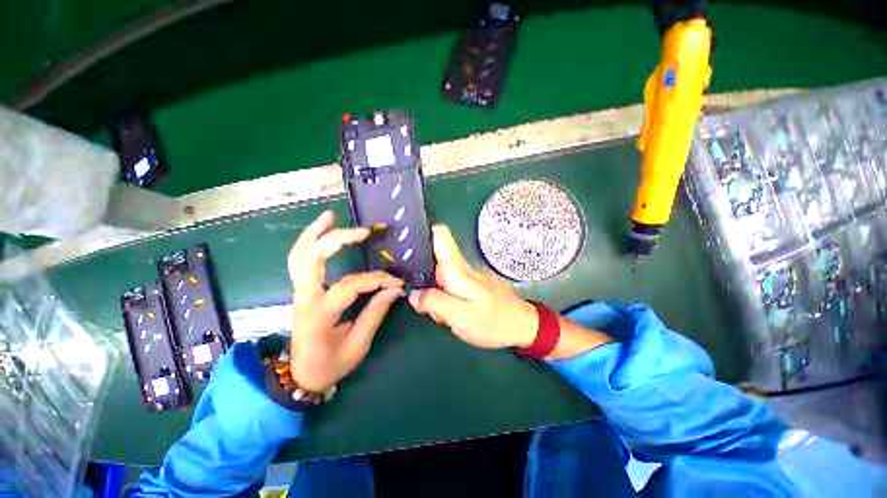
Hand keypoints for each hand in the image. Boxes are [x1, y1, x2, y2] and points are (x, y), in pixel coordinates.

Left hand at [287, 210, 403, 390]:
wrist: (300, 376)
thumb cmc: (330, 364)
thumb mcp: (358, 345)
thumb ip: (376, 313)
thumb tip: (394, 288)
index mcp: (318, 316)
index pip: (348, 286)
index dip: (375, 280)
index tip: (395, 281)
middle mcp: (304, 299)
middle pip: (310, 260)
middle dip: (335, 241)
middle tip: (362, 231)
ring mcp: (298, 292)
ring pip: (299, 255)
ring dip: (314, 233)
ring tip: (331, 215)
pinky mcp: (301, 289)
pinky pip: (300, 260)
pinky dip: (309, 241)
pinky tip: (323, 228)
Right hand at [407, 225, 537, 348]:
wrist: (522, 326)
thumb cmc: (494, 322)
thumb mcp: (461, 317)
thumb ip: (435, 303)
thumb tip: (413, 294)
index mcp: (458, 269)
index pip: (440, 234)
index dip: (422, 233)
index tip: (405, 245)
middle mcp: (460, 266)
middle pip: (431, 259)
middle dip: (421, 278)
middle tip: (423, 303)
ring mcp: (465, 275)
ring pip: (436, 276)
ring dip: (432, 293)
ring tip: (441, 314)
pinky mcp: (468, 284)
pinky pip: (446, 285)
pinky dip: (441, 297)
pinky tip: (448, 314)